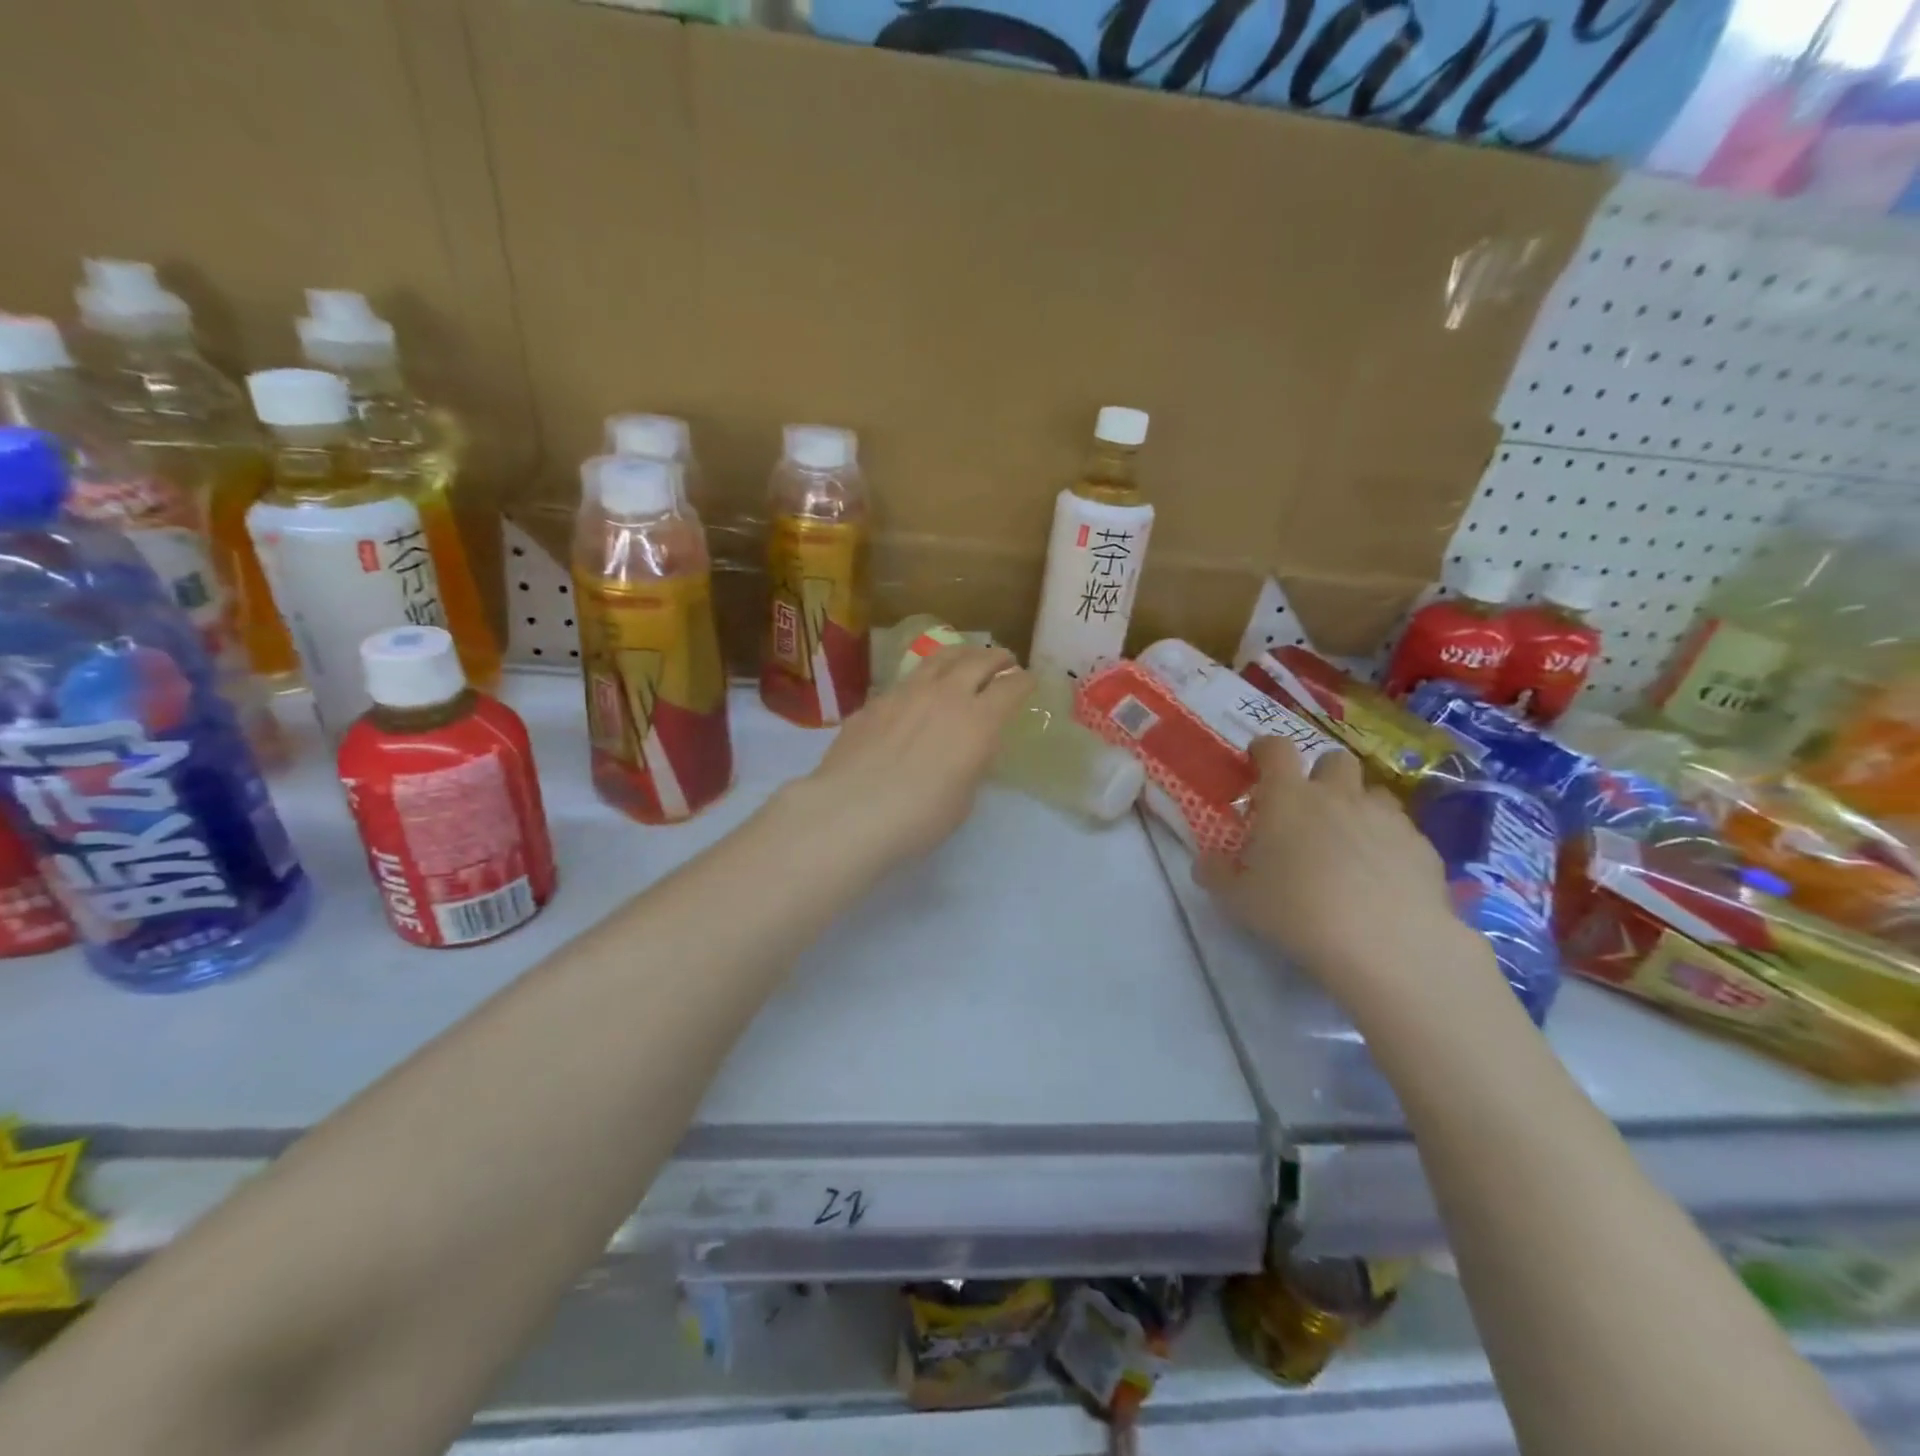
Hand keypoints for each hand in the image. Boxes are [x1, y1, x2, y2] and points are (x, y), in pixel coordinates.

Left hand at [781, 644, 1030, 865]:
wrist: (850, 812)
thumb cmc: (919, 818)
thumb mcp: (963, 798)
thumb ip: (971, 764)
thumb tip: (969, 748)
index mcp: (978, 721)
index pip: (1011, 687)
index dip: (1024, 682)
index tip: (1028, 681)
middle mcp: (945, 695)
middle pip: (977, 660)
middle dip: (996, 657)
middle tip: (1004, 660)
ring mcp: (905, 693)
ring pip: (939, 659)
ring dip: (960, 655)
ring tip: (965, 658)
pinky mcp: (874, 702)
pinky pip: (906, 681)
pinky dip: (923, 680)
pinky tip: (918, 693)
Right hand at [1198, 737, 1490, 1015]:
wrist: (1386, 943)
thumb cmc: (1296, 911)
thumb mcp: (1237, 899)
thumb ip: (1217, 874)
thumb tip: (1207, 862)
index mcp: (1288, 798)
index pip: (1276, 749)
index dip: (1265, 750)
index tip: (1257, 762)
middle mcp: (1338, 795)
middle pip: (1334, 759)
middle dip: (1321, 774)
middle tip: (1308, 808)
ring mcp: (1385, 818)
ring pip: (1374, 792)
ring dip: (1358, 807)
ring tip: (1348, 842)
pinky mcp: (1422, 846)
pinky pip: (1402, 832)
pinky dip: (1388, 844)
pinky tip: (1382, 878)